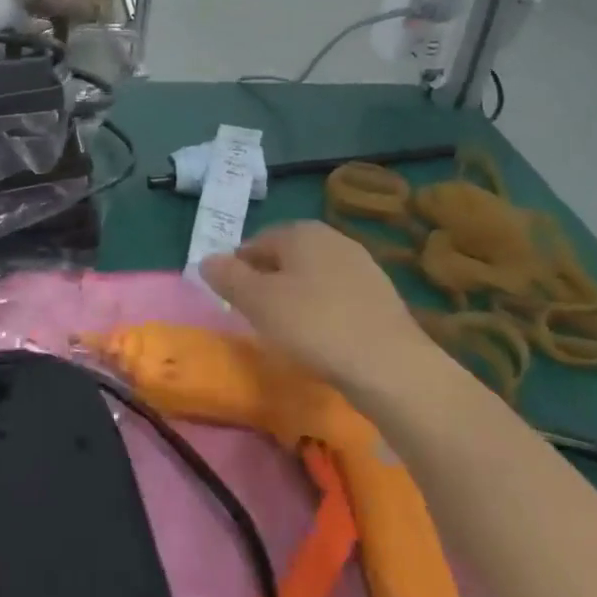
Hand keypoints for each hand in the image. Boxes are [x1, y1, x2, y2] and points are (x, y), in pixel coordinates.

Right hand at [201, 221, 436, 394]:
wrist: (390, 365)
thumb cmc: (315, 325)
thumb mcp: (259, 302)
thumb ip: (228, 278)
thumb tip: (206, 260)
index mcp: (301, 231)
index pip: (256, 242)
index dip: (239, 269)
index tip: (233, 300)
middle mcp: (332, 238)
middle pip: (287, 256)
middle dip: (269, 281)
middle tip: (258, 316)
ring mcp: (362, 264)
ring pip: (314, 276)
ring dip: (297, 296)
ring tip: (289, 331)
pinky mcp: (381, 294)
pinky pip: (338, 295)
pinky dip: (324, 310)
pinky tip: (323, 338)